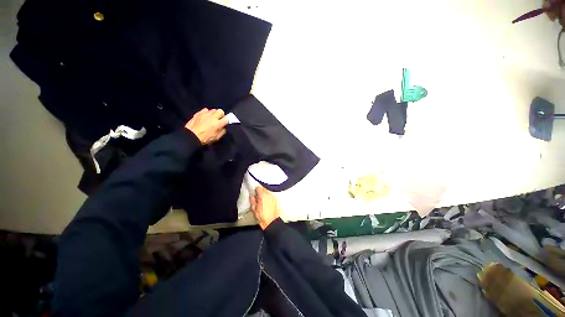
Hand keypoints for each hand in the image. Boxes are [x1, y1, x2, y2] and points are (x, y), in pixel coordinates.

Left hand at [185, 108, 228, 144]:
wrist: (191, 136)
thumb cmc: (205, 139)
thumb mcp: (217, 137)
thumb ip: (222, 131)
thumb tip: (224, 127)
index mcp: (218, 124)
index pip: (227, 118)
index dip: (227, 120)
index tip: (226, 122)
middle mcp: (213, 117)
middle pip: (220, 111)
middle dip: (221, 115)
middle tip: (219, 119)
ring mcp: (205, 114)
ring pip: (213, 110)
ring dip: (214, 113)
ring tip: (212, 118)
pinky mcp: (199, 113)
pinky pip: (205, 110)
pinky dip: (206, 112)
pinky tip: (205, 116)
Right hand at [250, 186, 281, 229]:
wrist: (271, 222)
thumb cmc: (262, 217)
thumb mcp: (254, 209)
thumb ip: (252, 200)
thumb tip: (251, 195)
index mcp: (262, 196)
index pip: (259, 188)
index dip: (255, 189)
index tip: (254, 192)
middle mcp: (269, 195)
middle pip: (263, 189)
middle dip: (260, 191)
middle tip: (256, 197)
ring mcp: (273, 197)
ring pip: (267, 192)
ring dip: (264, 194)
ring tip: (261, 200)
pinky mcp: (275, 200)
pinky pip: (270, 195)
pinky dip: (267, 197)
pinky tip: (265, 202)